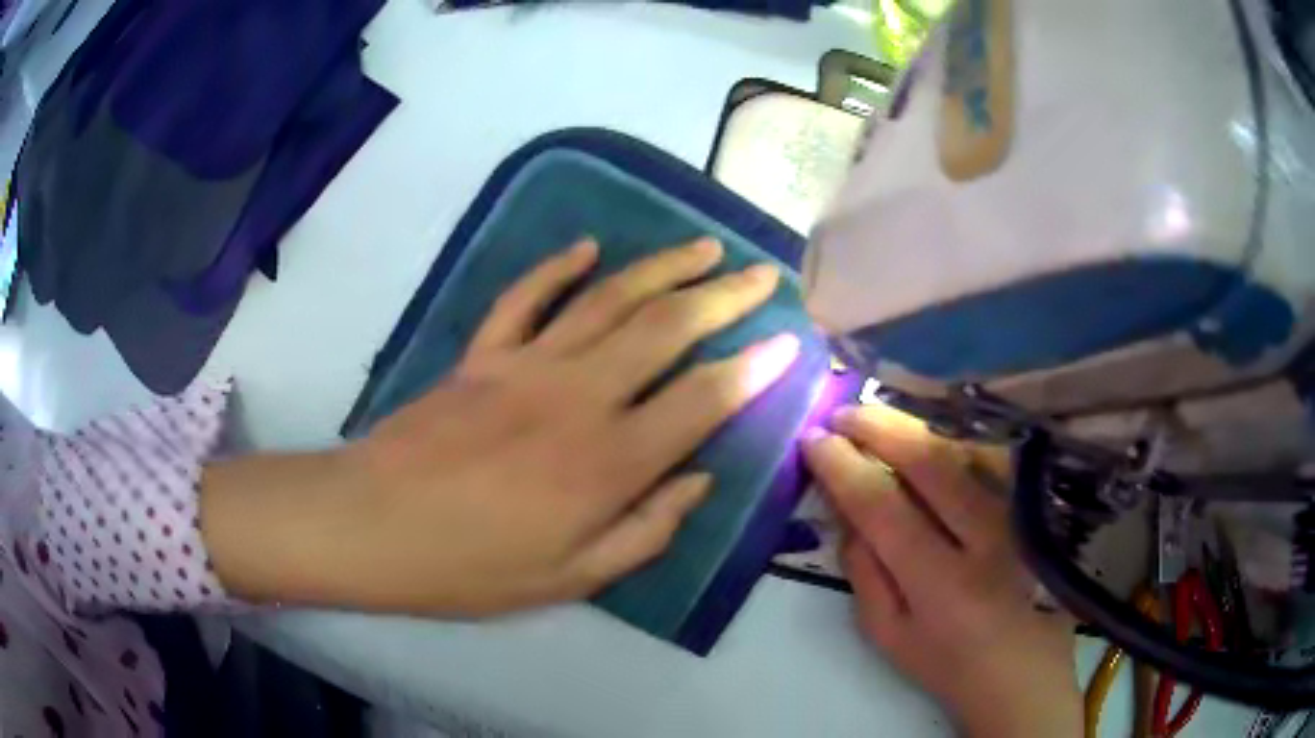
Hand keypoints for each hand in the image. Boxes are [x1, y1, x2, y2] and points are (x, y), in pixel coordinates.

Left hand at [202, 237, 798, 615]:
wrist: (374, 527)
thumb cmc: (472, 567)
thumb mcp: (571, 578)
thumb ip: (646, 530)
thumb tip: (700, 480)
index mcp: (608, 461)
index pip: (704, 398)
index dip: (754, 368)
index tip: (789, 341)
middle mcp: (578, 396)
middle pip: (667, 328)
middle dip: (725, 297)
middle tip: (762, 275)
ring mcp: (525, 364)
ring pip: (609, 299)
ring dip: (662, 268)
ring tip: (703, 248)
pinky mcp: (482, 354)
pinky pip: (526, 296)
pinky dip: (558, 267)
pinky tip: (589, 247)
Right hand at [802, 403, 1079, 737]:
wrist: (1022, 669)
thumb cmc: (947, 663)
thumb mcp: (888, 635)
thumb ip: (863, 572)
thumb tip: (845, 511)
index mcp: (941, 584)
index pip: (883, 506)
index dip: (843, 467)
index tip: (813, 441)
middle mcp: (986, 538)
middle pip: (930, 461)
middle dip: (878, 427)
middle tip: (842, 413)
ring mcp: (1018, 515)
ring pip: (964, 448)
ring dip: (915, 425)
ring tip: (877, 416)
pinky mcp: (1035, 507)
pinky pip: (994, 455)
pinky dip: (956, 436)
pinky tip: (930, 434)